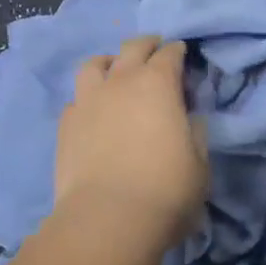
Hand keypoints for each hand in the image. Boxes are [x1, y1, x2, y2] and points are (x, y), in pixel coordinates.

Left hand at [53, 36, 207, 251]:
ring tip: (114, 72)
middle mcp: (121, 81)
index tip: (183, 56)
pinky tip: (93, 112)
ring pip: (94, 64)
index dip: (178, 52)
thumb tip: (188, 119)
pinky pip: (77, 98)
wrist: (107, 219)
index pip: (170, 53)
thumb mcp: (199, 163)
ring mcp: (88, 100)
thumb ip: (195, 133)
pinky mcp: (66, 124)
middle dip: (147, 45)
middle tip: (154, 51)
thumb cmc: (166, 191)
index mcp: (158, 84)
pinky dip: (88, 98)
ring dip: (109, 63)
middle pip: (133, 47)